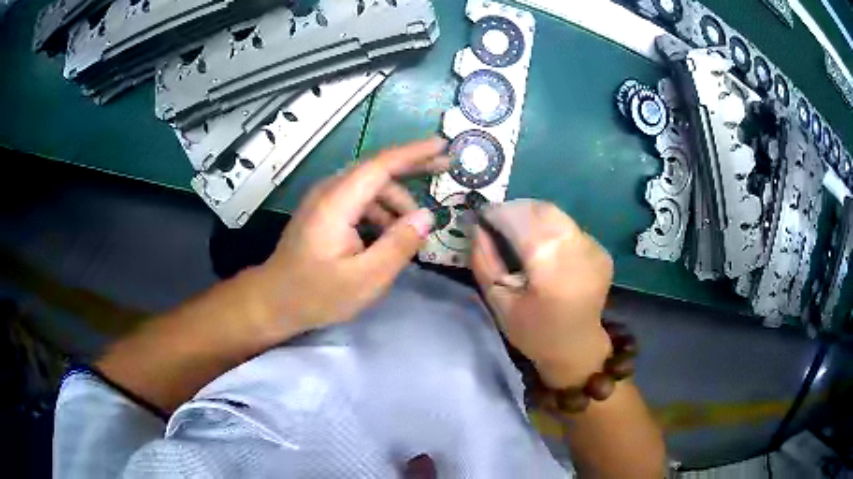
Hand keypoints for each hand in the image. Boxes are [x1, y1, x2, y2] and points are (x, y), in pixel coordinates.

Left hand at [258, 138, 448, 335]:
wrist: (274, 301)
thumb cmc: (316, 295)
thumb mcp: (365, 279)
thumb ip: (398, 245)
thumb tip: (426, 216)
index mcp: (337, 203)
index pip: (380, 165)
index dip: (414, 153)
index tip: (443, 145)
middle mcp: (329, 192)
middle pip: (377, 170)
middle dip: (413, 169)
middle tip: (445, 171)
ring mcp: (324, 200)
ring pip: (370, 187)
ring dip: (396, 202)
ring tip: (413, 232)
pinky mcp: (324, 211)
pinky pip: (359, 201)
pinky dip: (380, 212)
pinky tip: (389, 236)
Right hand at [471, 200, 613, 388]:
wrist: (576, 346)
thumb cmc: (532, 330)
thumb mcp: (499, 300)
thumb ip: (484, 261)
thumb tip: (476, 227)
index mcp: (550, 266)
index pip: (520, 220)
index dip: (498, 213)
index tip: (481, 216)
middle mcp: (576, 248)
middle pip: (541, 210)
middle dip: (515, 209)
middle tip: (497, 221)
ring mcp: (593, 247)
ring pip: (556, 214)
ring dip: (532, 215)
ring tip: (516, 229)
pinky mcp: (600, 250)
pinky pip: (569, 226)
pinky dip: (550, 226)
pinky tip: (542, 244)